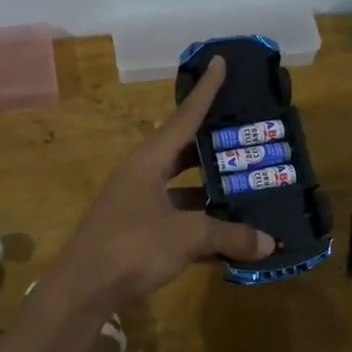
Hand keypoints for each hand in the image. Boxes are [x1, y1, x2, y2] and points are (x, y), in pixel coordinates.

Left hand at [47, 56, 274, 311]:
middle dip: (217, 147)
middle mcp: (143, 176)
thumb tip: (268, 243)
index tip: (220, 62)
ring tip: (251, 189)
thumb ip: (228, 235)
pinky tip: (232, 238)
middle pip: (186, 153)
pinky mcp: (140, 234)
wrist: (82, 290)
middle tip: (250, 137)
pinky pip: (180, 222)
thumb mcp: (186, 237)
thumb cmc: (131, 247)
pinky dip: (204, 227)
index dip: (206, 91)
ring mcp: (140, 206)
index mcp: (149, 161)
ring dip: (214, 193)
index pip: (184, 117)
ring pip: (185, 191)